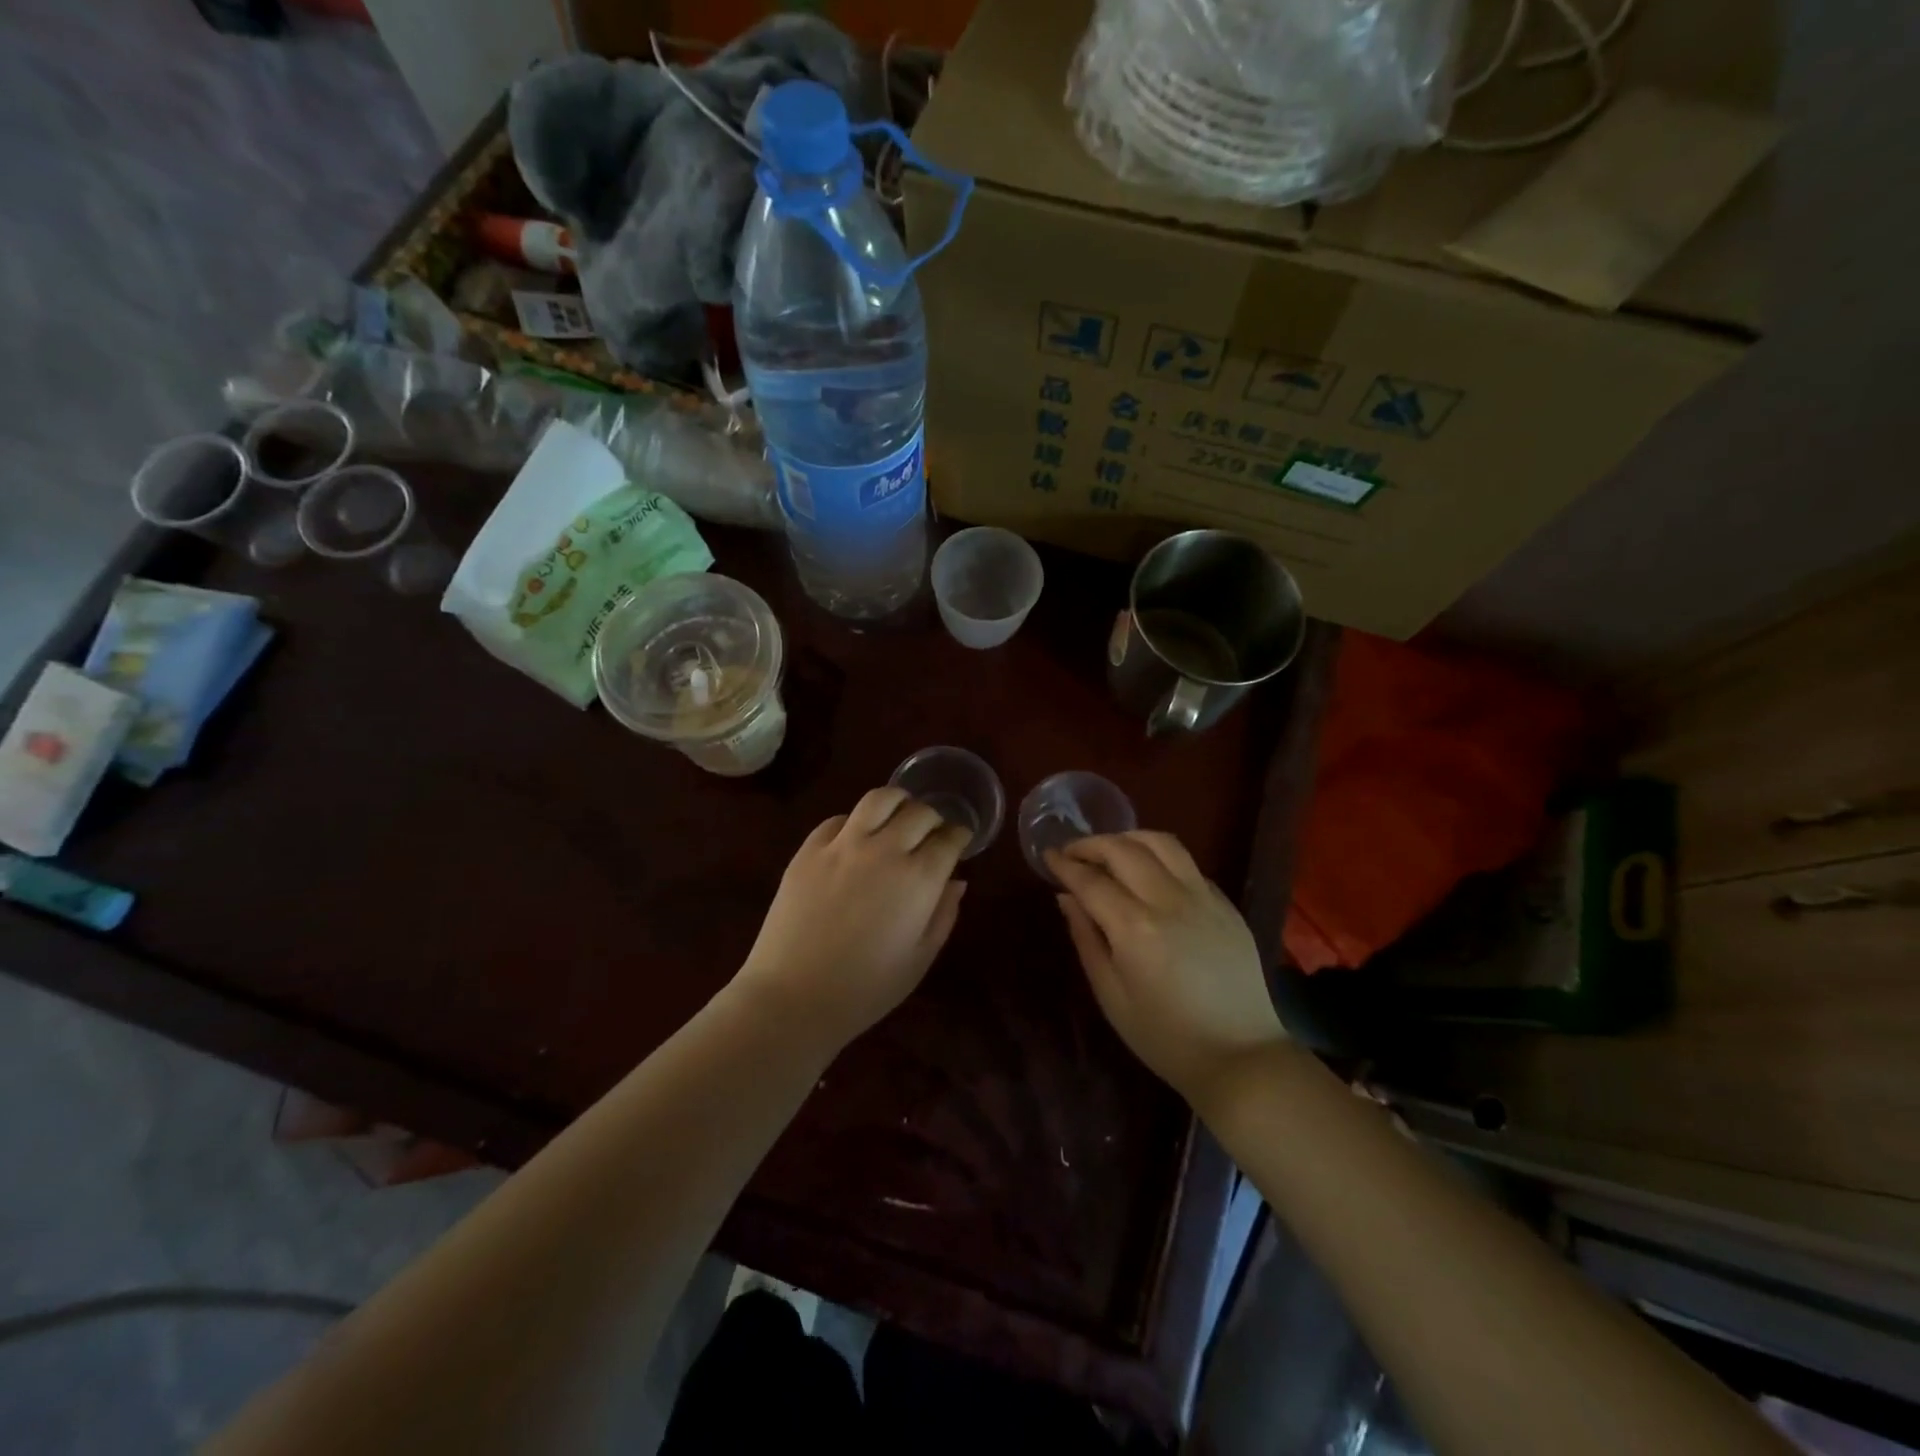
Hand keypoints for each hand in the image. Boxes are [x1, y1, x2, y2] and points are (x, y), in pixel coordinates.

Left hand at [734, 788, 970, 1050]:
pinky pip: (838, 819)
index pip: (949, 839)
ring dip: (897, 802)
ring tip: (898, 816)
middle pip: (919, 812)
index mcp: (919, 879)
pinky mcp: (809, 849)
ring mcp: (843, 845)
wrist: (793, 997)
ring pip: (879, 799)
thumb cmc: (865, 989)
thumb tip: (957, 882)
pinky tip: (856, 838)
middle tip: (932, 833)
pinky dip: (856, 822)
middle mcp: (885, 850)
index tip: (960, 841)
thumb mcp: (919, 959)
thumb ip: (943, 915)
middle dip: (933, 819)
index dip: (959, 836)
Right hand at [1048, 832, 1285, 1113]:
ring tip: (1110, 852)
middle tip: (1073, 853)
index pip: (1091, 880)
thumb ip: (1086, 939)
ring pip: (1161, 843)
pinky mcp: (1225, 903)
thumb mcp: (1111, 996)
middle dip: (1092, 844)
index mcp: (1135, 928)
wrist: (1242, 1057)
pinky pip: (1187, 863)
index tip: (1048, 856)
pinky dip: (1159, 857)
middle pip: (1124, 849)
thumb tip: (1066, 897)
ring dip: (1128, 838)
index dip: (1065, 864)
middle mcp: (1170, 900)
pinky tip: (1149, 875)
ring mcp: (1203, 897)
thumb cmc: (1165, 1037)